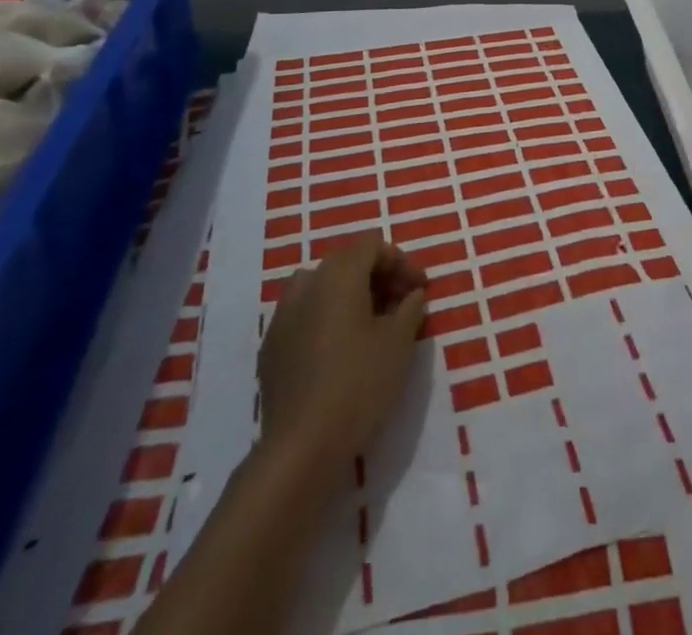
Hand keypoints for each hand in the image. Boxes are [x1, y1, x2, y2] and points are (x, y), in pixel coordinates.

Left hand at [256, 234, 427, 470]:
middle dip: (377, 277)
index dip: (402, 262)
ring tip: (370, 324)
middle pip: (347, 262)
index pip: (373, 245)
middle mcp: (307, 284)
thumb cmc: (359, 383)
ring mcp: (282, 315)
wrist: (301, 446)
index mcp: (339, 274)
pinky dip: (326, 318)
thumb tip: (412, 295)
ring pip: (322, 287)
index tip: (421, 289)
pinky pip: (304, 315)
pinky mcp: (270, 347)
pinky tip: (340, 349)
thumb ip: (410, 308)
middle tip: (401, 304)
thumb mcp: (399, 341)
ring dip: (349, 295)